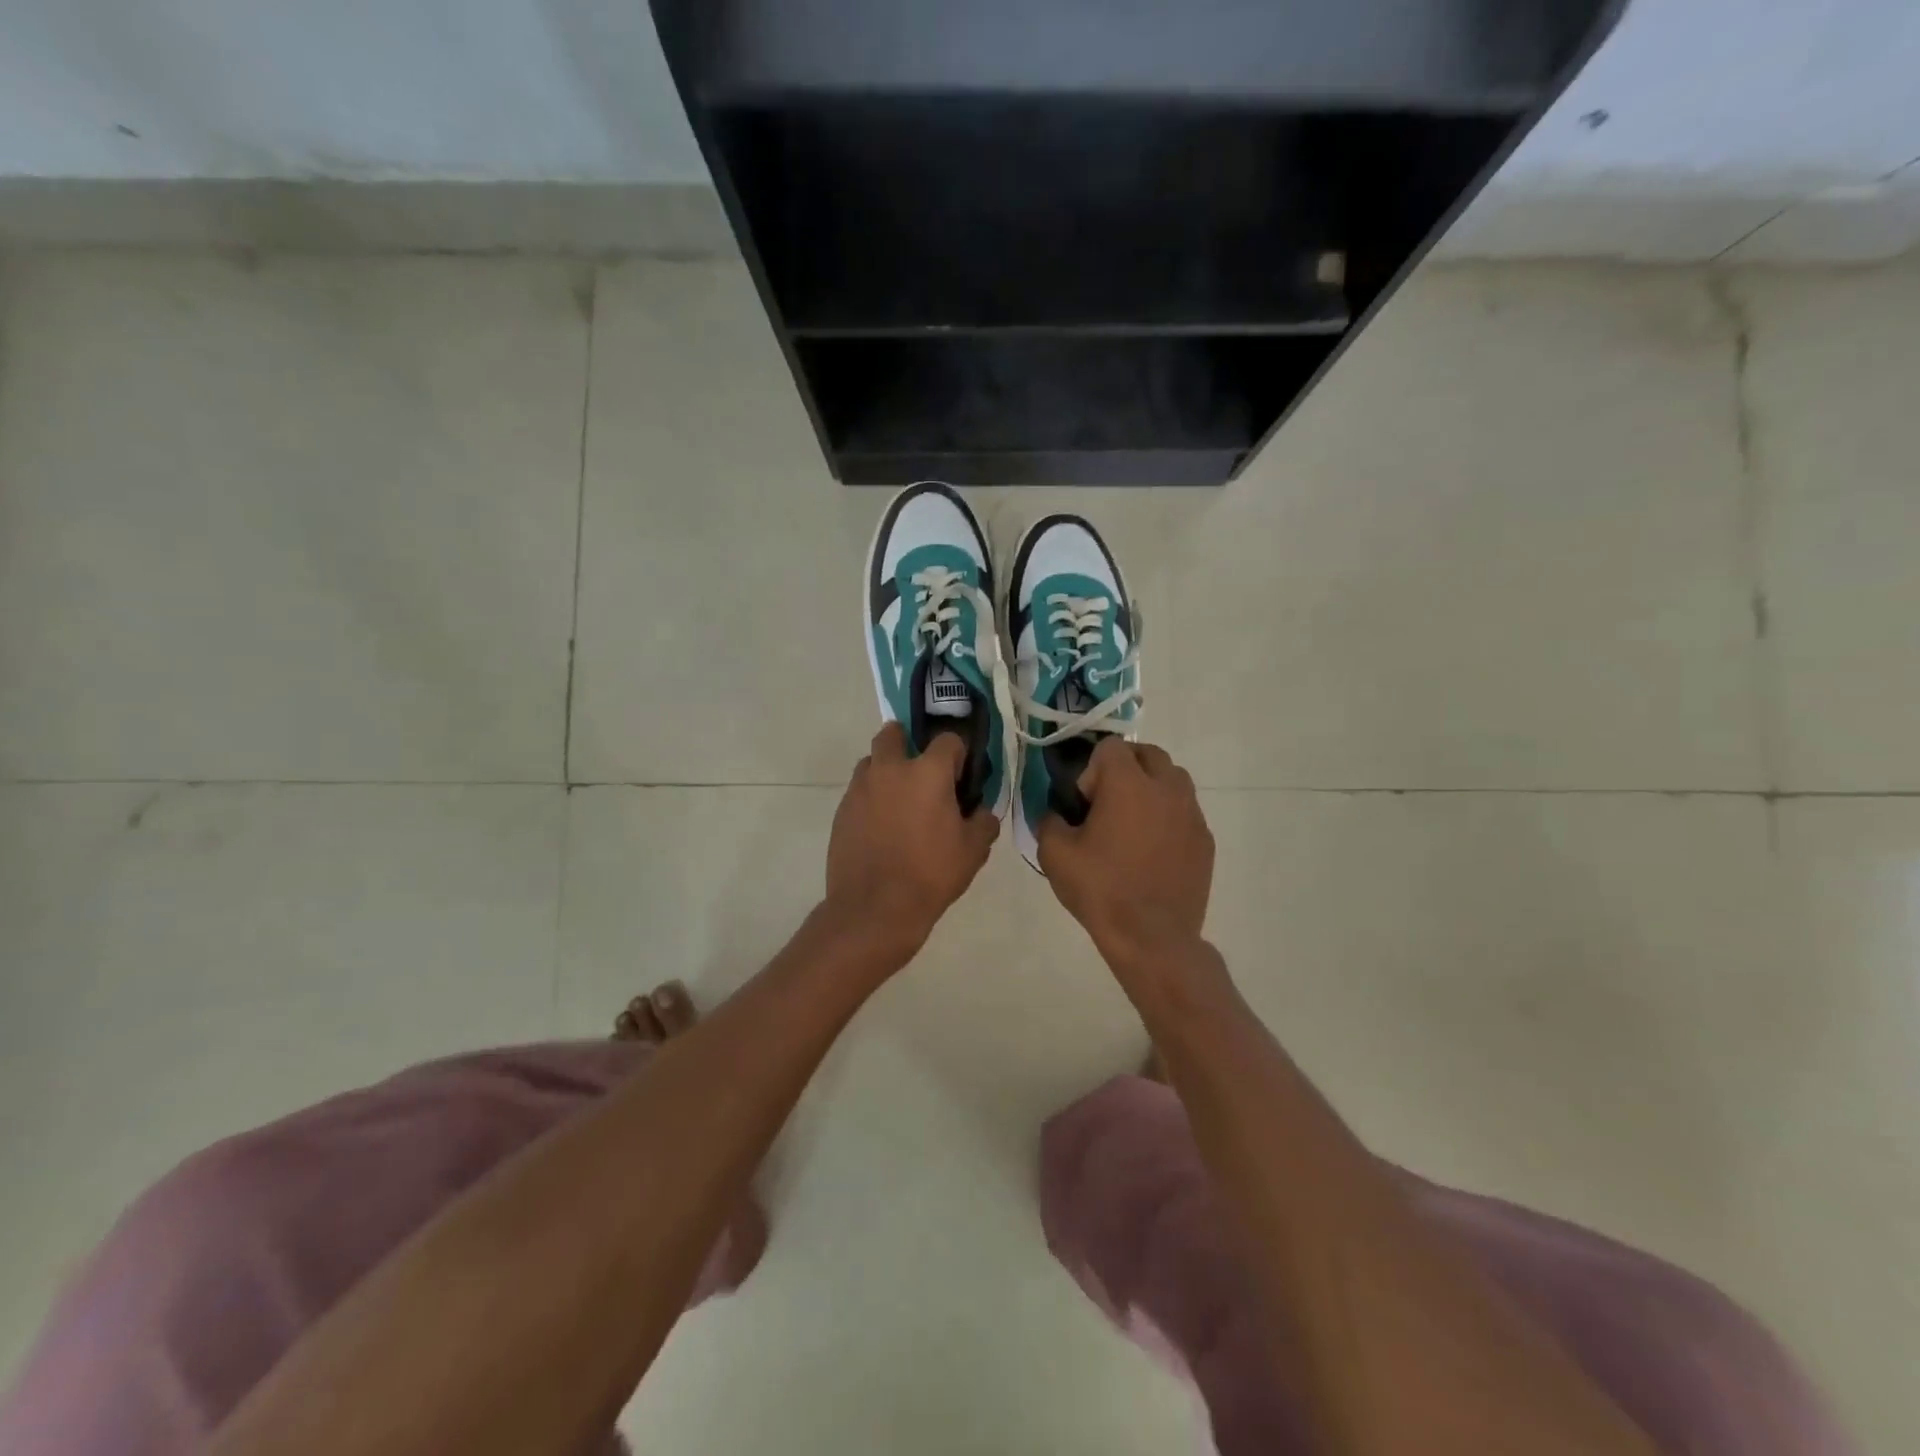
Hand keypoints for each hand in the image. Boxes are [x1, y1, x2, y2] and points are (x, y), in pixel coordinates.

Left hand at [824, 724, 999, 956]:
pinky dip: (870, 798)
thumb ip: (983, 823)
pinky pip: (858, 791)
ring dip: (885, 770)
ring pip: (871, 762)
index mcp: (928, 772)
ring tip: (898, 801)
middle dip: (907, 742)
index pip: (948, 740)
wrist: (874, 908)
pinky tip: (880, 827)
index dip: (958, 755)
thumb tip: (982, 812)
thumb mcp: (973, 851)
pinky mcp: (841, 811)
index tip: (961, 777)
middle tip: (920, 772)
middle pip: (894, 734)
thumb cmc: (931, 875)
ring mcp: (860, 788)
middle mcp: (890, 769)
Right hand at [1038, 739, 1213, 965]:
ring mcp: (1192, 814)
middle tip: (1107, 804)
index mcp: (1129, 784)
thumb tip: (1058, 814)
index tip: (1085, 802)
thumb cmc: (1100, 890)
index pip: (1111, 747)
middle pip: (1149, 754)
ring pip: (1173, 780)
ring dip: (1151, 789)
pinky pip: (1185, 812)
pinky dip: (1168, 818)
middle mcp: (1166, 788)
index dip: (1092, 769)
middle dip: (1126, 769)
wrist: (1152, 937)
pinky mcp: (1205, 840)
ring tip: (1132, 824)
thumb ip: (1050, 820)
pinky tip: (1152, 852)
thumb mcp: (1055, 854)